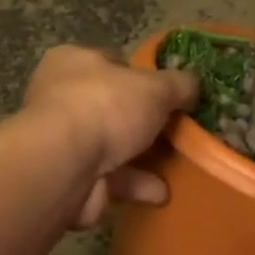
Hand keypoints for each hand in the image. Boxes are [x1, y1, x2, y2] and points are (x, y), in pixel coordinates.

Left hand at [23, 45, 198, 227]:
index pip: (113, 62)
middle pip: (113, 107)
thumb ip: (179, 84)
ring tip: (177, 165)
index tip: (170, 94)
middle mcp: (61, 97)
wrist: (66, 166)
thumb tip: (193, 84)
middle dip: (144, 122)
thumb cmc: (107, 107)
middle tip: (176, 131)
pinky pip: (109, 178)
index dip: (143, 77)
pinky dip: (135, 185)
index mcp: (73, 61)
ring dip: (142, 158)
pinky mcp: (69, 176)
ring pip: (111, 146)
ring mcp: (63, 140)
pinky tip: (161, 192)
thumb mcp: (156, 87)